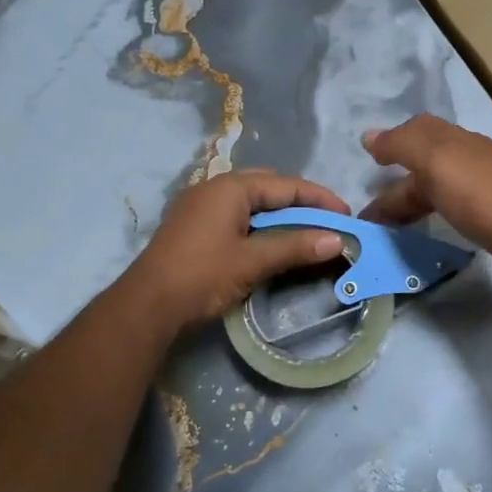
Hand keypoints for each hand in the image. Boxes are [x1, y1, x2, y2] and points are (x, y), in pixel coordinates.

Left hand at [128, 170, 350, 331]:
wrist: (146, 305)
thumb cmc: (202, 276)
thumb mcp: (253, 261)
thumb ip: (295, 247)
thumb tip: (336, 240)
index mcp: (231, 187)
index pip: (286, 185)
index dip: (320, 199)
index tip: (346, 215)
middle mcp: (215, 187)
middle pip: (269, 187)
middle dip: (300, 202)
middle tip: (325, 222)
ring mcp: (200, 206)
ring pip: (251, 201)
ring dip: (279, 214)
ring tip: (304, 233)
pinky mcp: (193, 226)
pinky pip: (236, 214)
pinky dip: (259, 224)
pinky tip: (269, 242)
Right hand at [361, 115, 491, 274]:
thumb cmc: (478, 192)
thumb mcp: (434, 160)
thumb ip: (401, 145)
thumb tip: (369, 136)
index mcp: (452, 139)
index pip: (416, 130)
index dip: (392, 142)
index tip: (370, 161)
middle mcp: (466, 156)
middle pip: (423, 162)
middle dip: (394, 183)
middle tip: (369, 212)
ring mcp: (479, 185)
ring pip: (434, 187)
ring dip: (408, 202)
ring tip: (386, 226)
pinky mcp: (488, 213)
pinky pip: (447, 207)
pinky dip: (428, 213)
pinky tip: (423, 227)